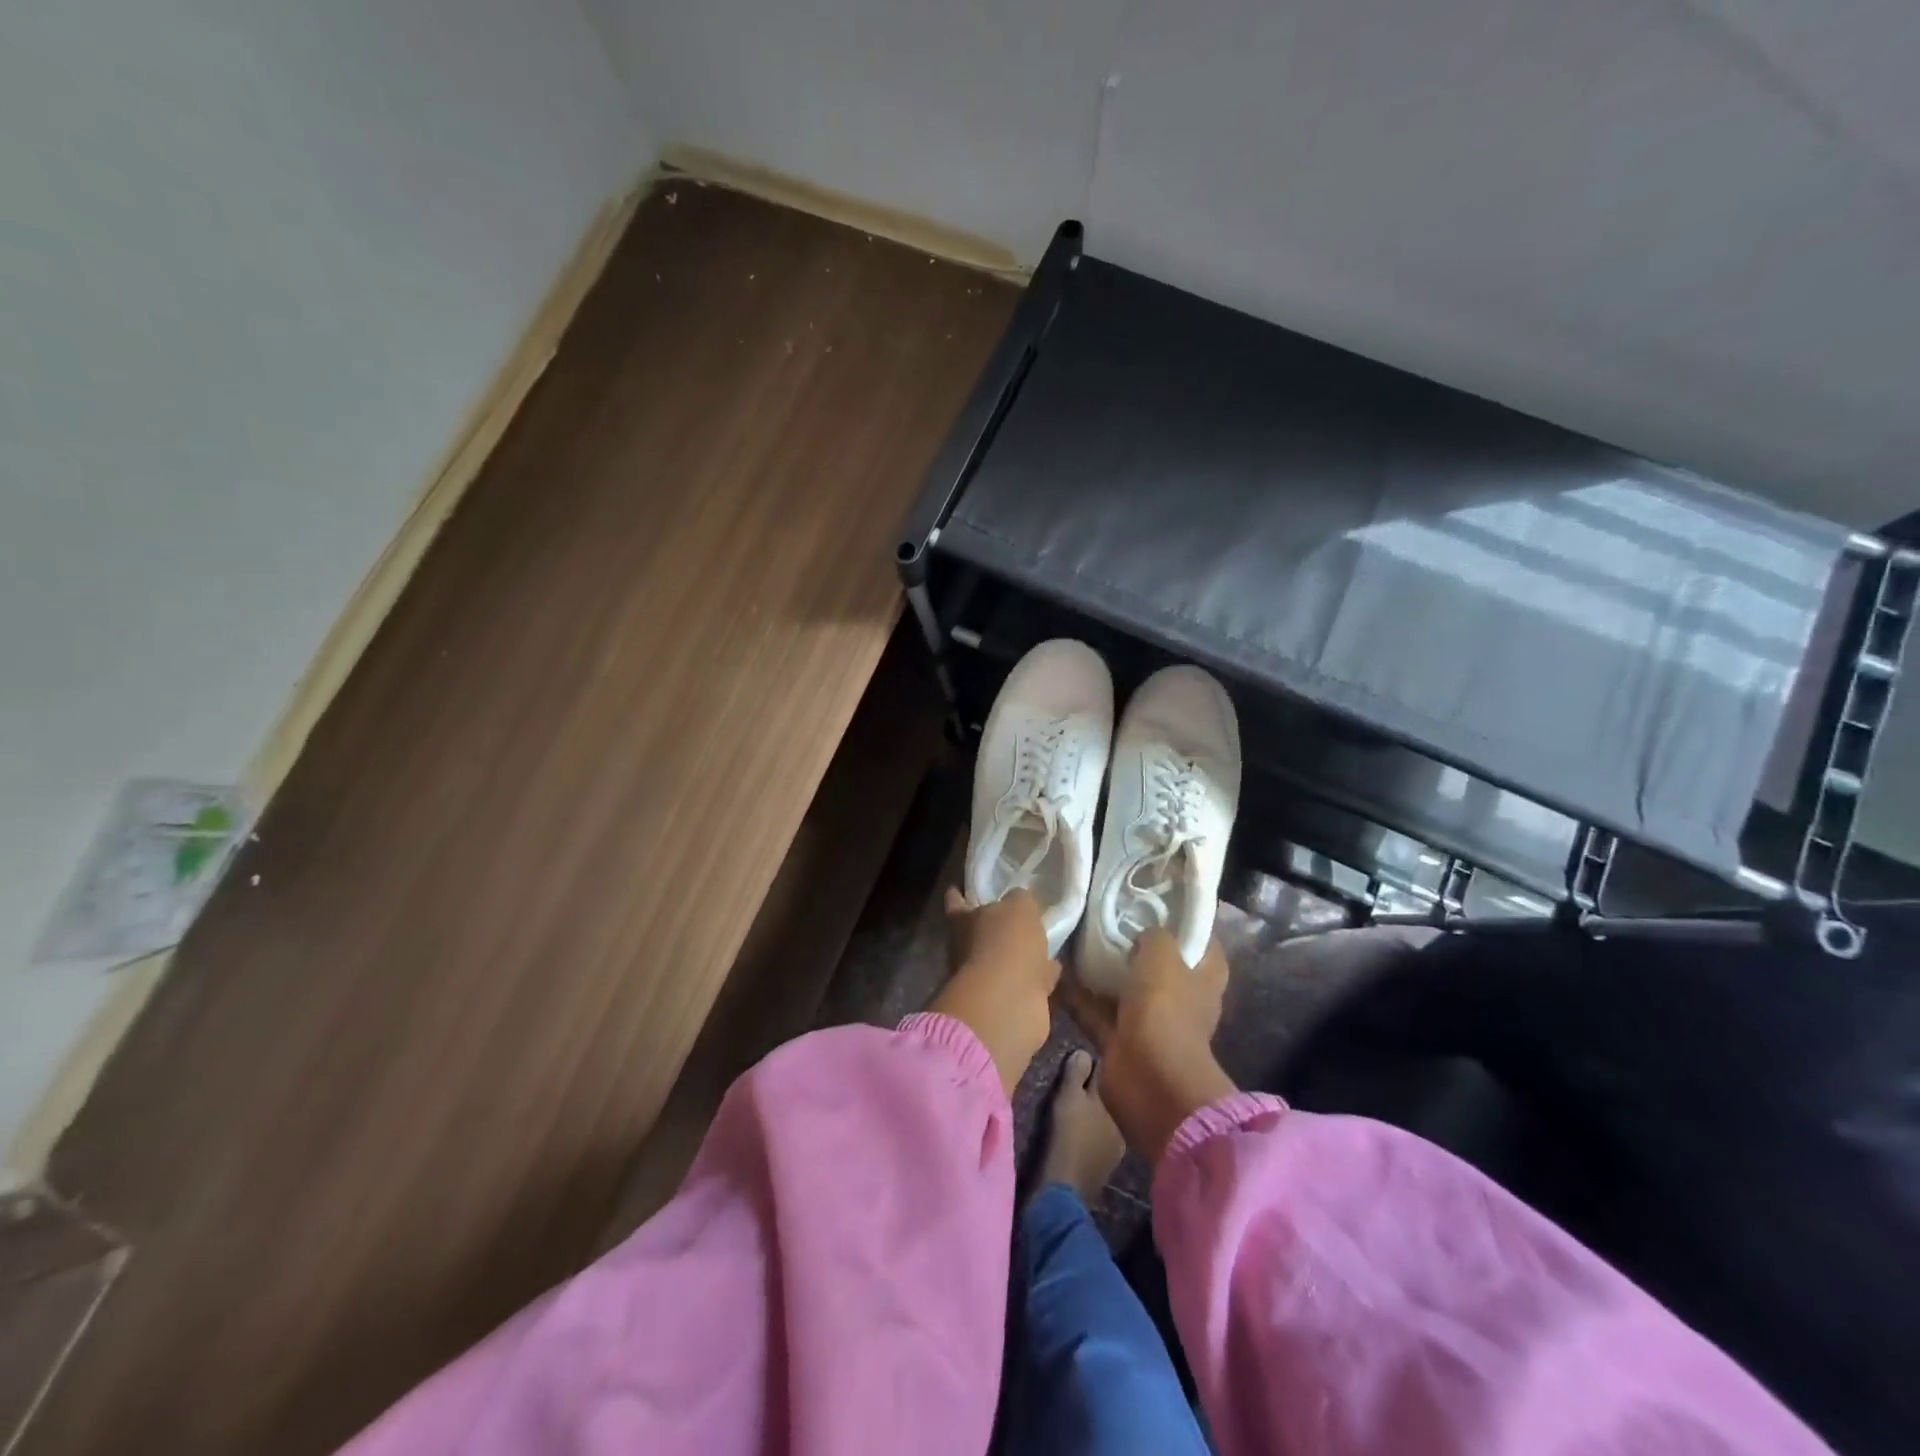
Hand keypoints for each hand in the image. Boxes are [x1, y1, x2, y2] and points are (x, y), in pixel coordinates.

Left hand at [930, 888, 1059, 1095]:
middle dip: (992, 928)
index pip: (956, 903)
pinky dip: (1037, 976)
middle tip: (1013, 918)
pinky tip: (1054, 968)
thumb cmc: (1006, 943)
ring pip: (1003, 960)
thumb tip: (1020, 900)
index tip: (958, 889)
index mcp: (962, 922)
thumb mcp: (1019, 906)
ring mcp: (985, 978)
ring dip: (1018, 955)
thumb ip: (1019, 900)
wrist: (1007, 1002)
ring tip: (1040, 942)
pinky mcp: (1007, 1001)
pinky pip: (1024, 981)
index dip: (957, 897)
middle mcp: (967, 949)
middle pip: (978, 933)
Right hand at [1060, 928, 1236, 1164]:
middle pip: (1157, 961)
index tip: (1152, 898)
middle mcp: (1180, 997)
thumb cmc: (1166, 1010)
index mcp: (1204, 976)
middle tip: (1103, 913)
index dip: (1181, 919)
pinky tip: (1054, 972)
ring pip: (1122, 985)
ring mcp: (1149, 1020)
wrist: (1149, 1080)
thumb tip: (1144, 931)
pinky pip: (1095, 1010)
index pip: (1200, 939)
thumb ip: (1154, 934)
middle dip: (1132, 940)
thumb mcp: (1163, 955)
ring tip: (1072, 936)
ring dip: (1100, 968)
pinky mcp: (1120, 1038)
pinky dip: (1078, 995)